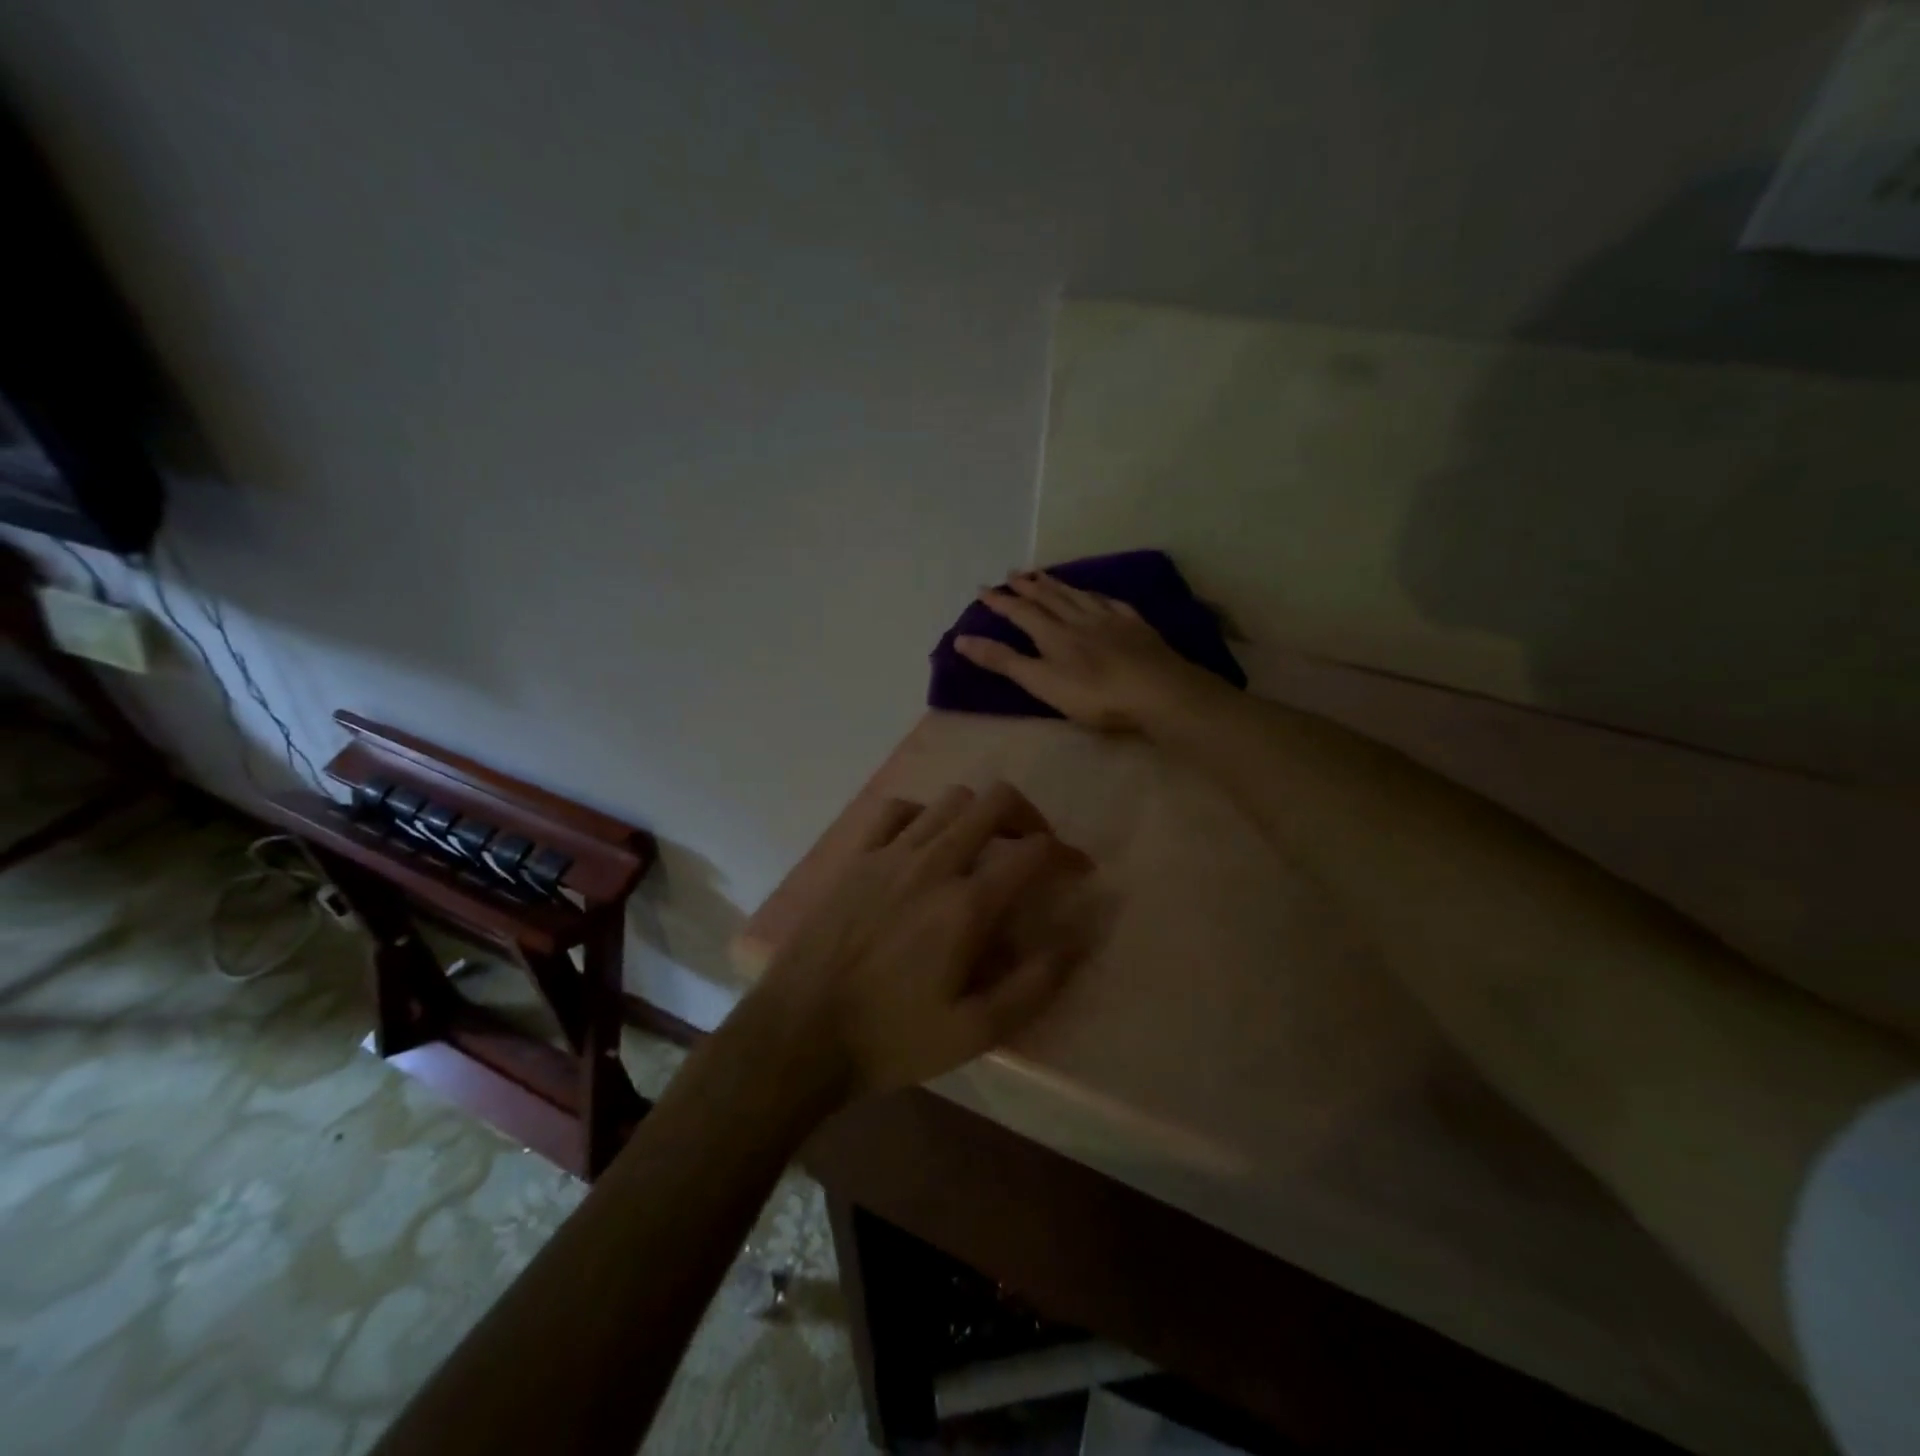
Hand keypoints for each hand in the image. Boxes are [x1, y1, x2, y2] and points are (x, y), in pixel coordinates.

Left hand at [751, 781, 1097, 1101]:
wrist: (800, 1033)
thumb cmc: (891, 1038)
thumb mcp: (974, 1031)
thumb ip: (1034, 984)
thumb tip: (1077, 939)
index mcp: (966, 905)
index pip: (1034, 852)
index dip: (1068, 855)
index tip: (1079, 871)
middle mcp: (932, 863)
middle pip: (995, 802)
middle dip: (1029, 817)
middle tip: (1035, 849)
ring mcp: (889, 854)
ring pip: (950, 800)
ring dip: (979, 816)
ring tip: (984, 849)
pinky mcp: (856, 857)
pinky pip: (897, 810)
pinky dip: (924, 816)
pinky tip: (925, 846)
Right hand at [955, 573, 1209, 732]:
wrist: (1157, 691)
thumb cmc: (1094, 695)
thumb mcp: (1041, 682)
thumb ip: (1003, 661)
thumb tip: (961, 639)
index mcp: (1052, 634)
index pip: (1020, 611)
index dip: (1001, 601)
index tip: (983, 589)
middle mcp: (1078, 619)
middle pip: (1049, 597)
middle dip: (1028, 586)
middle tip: (1013, 573)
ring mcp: (1109, 619)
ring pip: (1077, 595)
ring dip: (1057, 585)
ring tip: (1044, 575)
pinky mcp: (1135, 626)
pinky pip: (1108, 602)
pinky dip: (1094, 595)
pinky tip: (1094, 594)